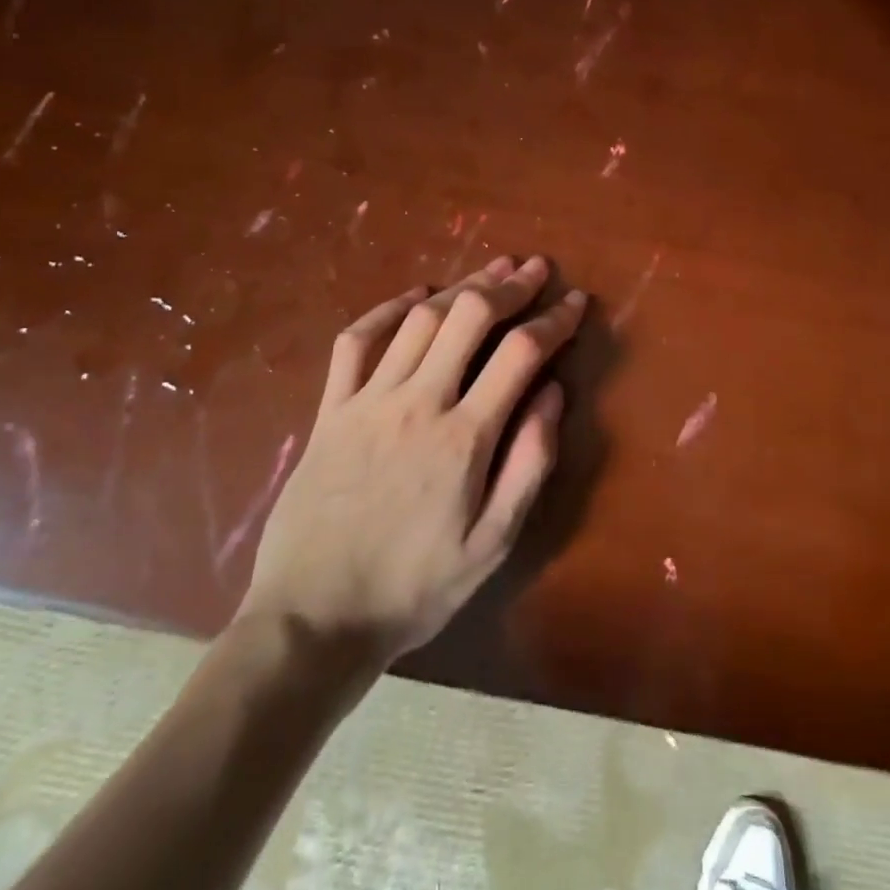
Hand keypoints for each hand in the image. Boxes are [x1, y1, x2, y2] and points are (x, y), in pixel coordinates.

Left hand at [239, 255, 585, 661]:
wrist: (313, 620)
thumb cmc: (414, 589)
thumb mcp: (493, 544)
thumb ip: (529, 463)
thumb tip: (554, 393)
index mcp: (464, 437)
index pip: (521, 354)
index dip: (555, 320)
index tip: (576, 301)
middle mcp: (418, 403)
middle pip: (469, 317)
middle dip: (509, 285)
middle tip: (535, 268)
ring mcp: (368, 401)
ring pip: (420, 320)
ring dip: (461, 287)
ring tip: (491, 271)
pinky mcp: (330, 410)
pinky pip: (355, 342)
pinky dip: (386, 309)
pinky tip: (414, 296)